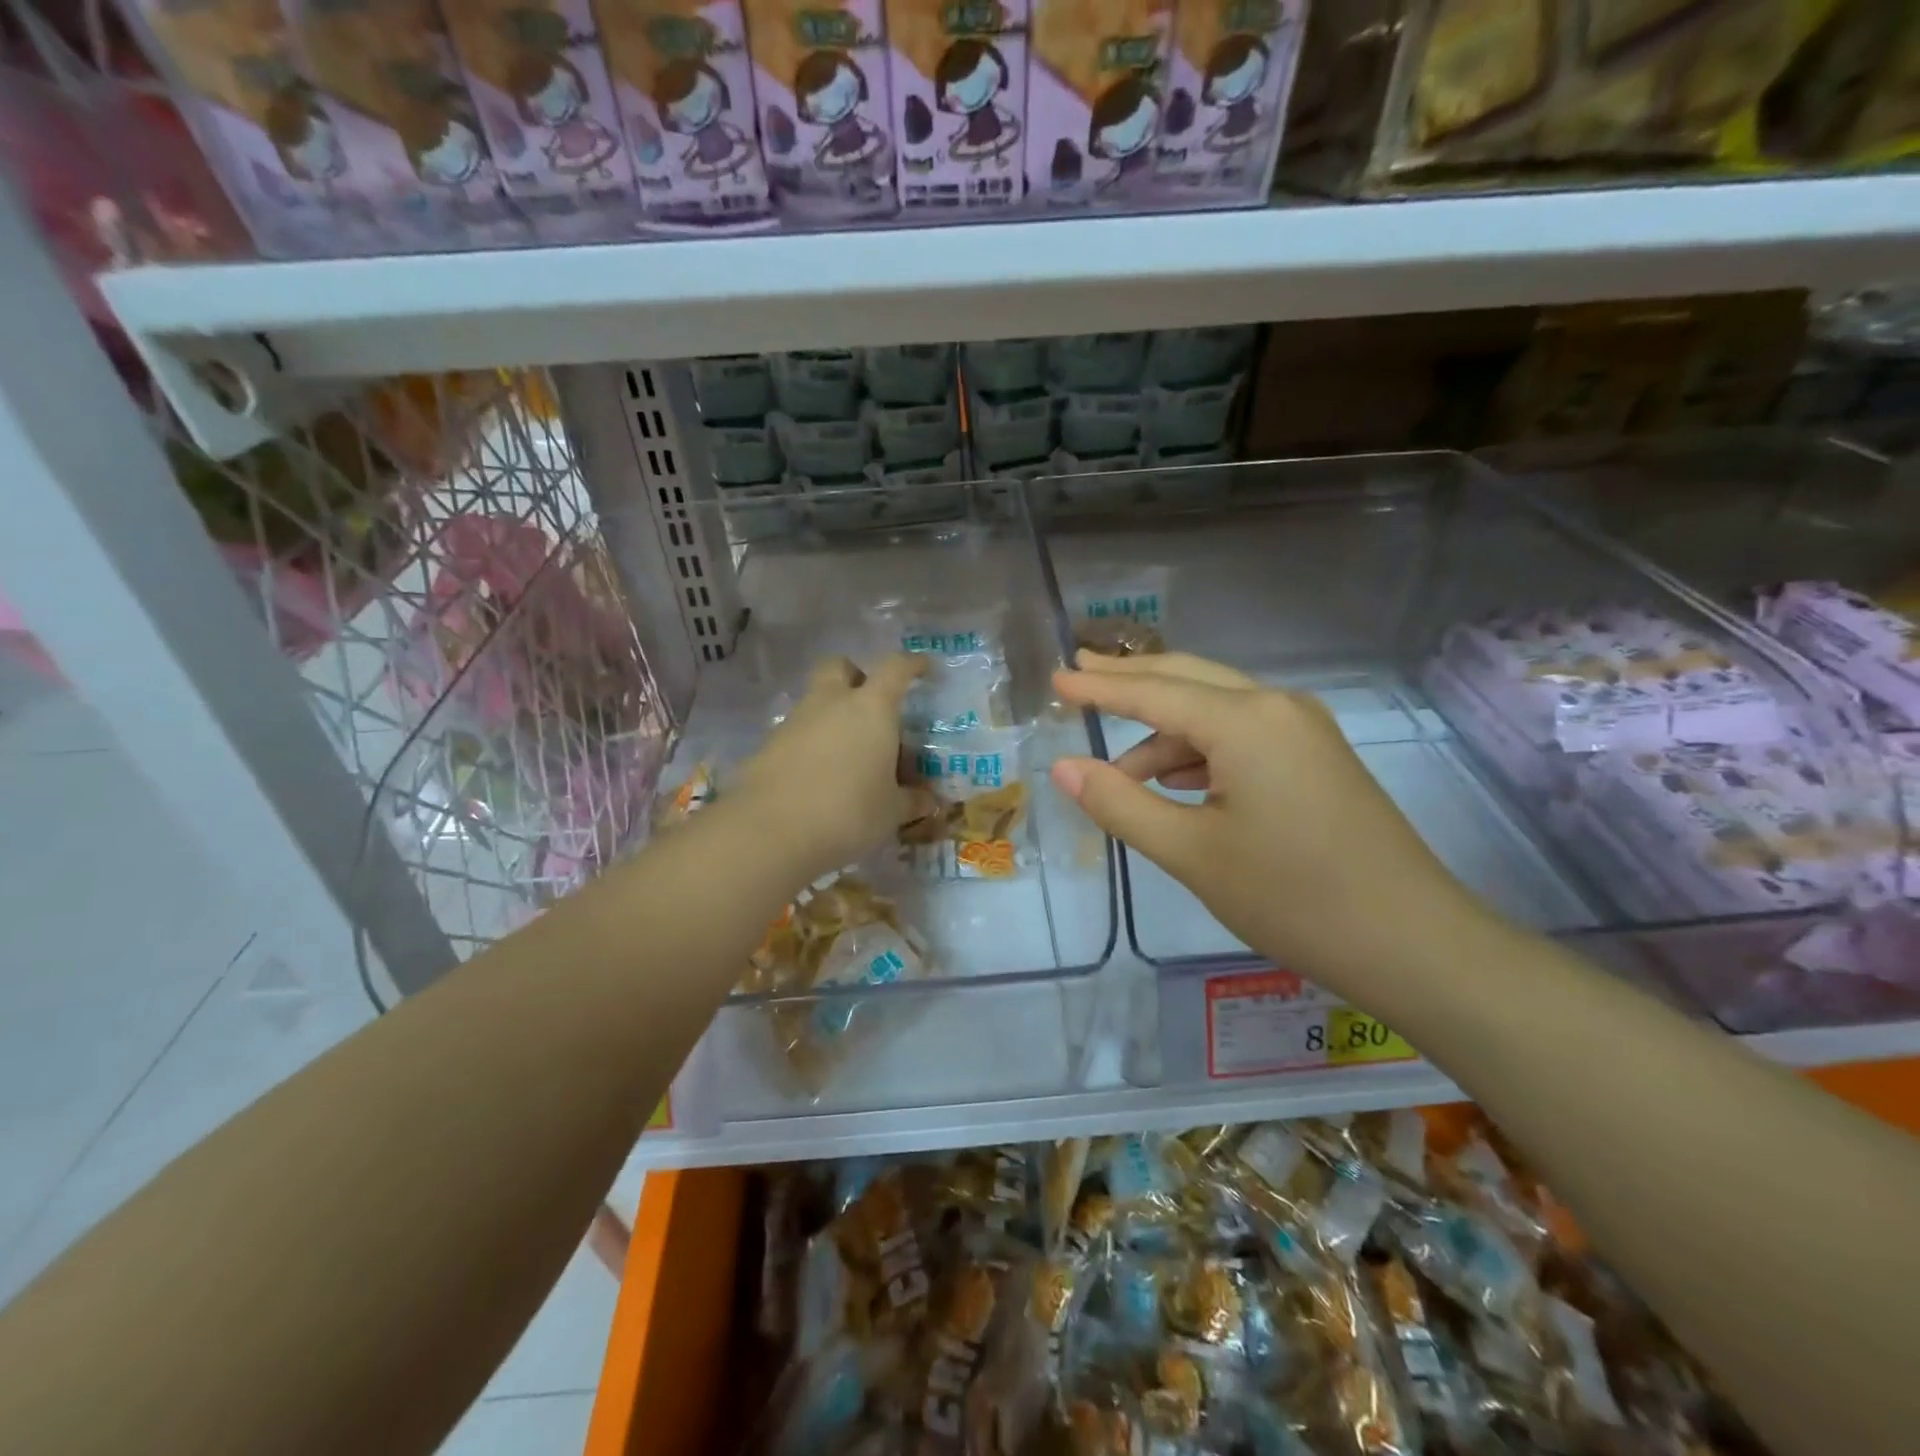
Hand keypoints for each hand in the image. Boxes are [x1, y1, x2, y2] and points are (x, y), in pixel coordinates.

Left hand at [730, 655, 926, 883]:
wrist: (771, 832)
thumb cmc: (849, 812)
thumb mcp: (891, 811)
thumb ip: (911, 800)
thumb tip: (927, 800)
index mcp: (871, 708)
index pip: (895, 669)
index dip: (911, 664)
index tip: (922, 667)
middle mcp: (831, 703)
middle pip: (840, 667)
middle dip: (855, 676)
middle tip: (870, 705)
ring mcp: (795, 722)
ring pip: (815, 701)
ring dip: (832, 715)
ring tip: (848, 754)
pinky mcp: (768, 746)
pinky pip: (796, 733)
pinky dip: (810, 745)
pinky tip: (819, 777)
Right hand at [1050, 651, 1483, 998]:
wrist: (1413, 943)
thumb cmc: (1292, 897)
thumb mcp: (1190, 852)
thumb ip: (1120, 803)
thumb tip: (1062, 766)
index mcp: (1244, 721)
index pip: (1152, 692)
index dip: (1098, 688)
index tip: (1055, 680)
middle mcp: (1276, 707)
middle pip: (1187, 679)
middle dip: (1130, 681)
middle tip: (1079, 676)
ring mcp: (1304, 730)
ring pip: (1216, 711)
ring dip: (1165, 733)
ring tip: (1120, 771)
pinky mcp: (1317, 757)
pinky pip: (1243, 735)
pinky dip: (1200, 750)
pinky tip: (1178, 782)